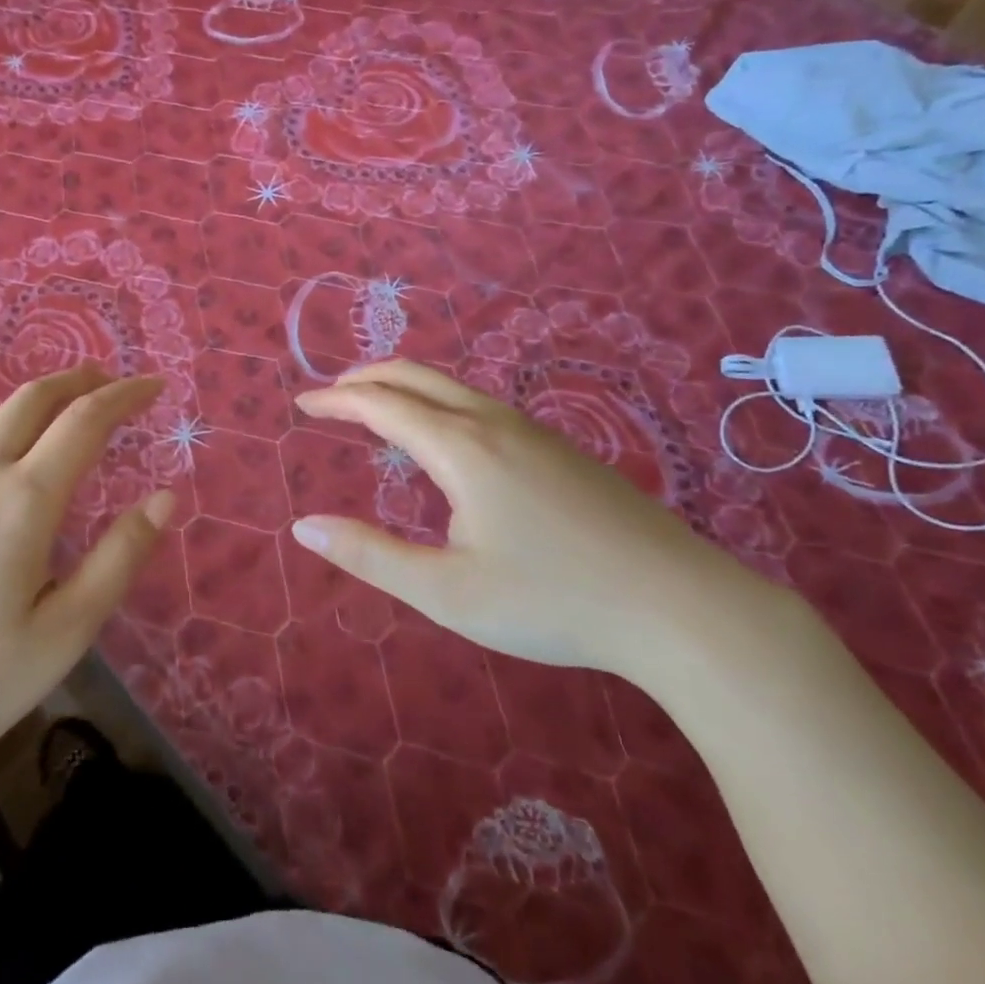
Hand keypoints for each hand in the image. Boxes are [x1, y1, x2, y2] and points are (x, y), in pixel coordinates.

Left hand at [0, 364, 172, 792]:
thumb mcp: (66, 632)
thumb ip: (120, 558)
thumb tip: (166, 497)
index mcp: (23, 500)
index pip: (85, 421)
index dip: (125, 396)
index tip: (155, 386)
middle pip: (32, 400)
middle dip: (78, 380)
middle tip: (111, 381)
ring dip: (35, 399)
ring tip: (63, 406)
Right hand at [291, 360, 758, 678]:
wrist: (682, 607)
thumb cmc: (553, 601)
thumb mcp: (447, 592)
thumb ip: (370, 556)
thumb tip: (304, 526)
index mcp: (461, 448)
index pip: (381, 405)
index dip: (336, 400)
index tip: (302, 403)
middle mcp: (493, 423)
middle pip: (416, 376)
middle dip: (366, 378)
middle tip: (331, 395)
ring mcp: (534, 431)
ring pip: (453, 387)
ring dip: (405, 387)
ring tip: (378, 410)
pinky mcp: (562, 448)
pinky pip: (481, 406)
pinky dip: (439, 403)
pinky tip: (446, 440)